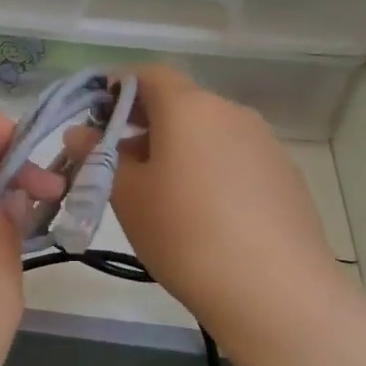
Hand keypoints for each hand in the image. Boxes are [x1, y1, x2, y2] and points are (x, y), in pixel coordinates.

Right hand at [102, 66, 347, 352]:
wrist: (274, 290)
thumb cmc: (184, 233)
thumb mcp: (127, 196)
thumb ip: (99, 157)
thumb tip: (80, 133)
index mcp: (190, 107)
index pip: (149, 74)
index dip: (118, 87)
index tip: (96, 116)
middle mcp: (231, 113)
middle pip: (180, 103)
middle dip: (144, 124)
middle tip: (117, 162)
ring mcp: (265, 144)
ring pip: (208, 132)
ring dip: (177, 149)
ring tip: (157, 193)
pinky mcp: (285, 176)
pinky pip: (235, 158)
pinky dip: (209, 169)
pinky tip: (202, 213)